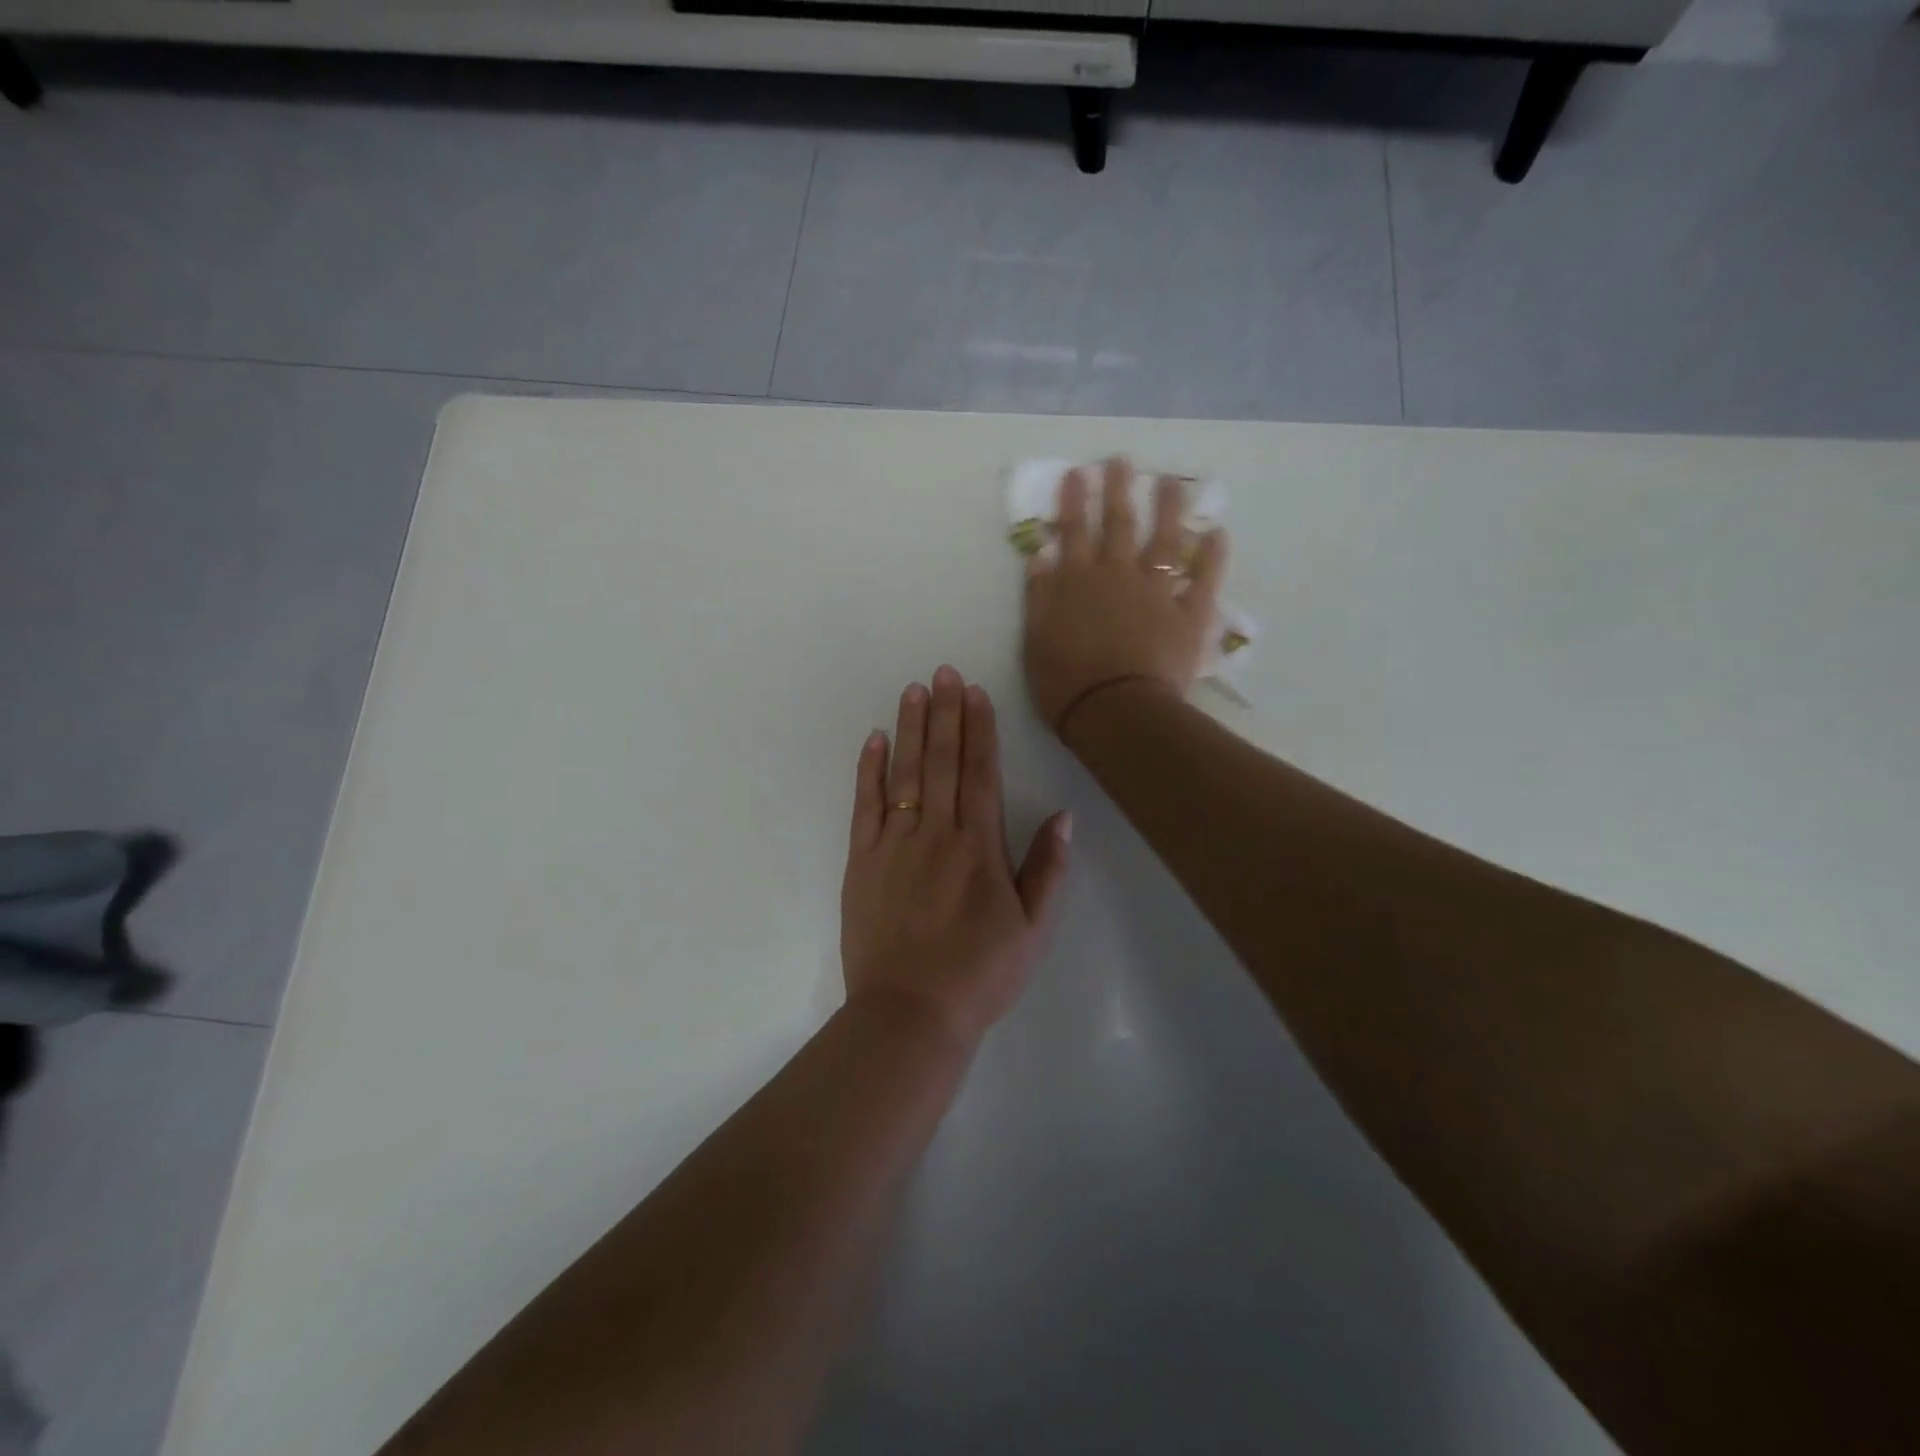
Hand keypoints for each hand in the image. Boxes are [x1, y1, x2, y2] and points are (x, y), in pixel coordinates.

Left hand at [841, 666, 1071, 1048]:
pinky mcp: (862, 860)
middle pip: (942, 760)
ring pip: (905, 773)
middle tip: (943, 672)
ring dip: (910, 728)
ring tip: (913, 690)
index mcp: (979, 846)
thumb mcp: (1033, 929)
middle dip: (945, 713)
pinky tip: (874, 739)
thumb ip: (1048, 869)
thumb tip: (1063, 815)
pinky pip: (866, 804)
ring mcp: (894, 843)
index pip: (980, 772)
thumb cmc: (980, 974)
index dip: (979, 728)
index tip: (974, 692)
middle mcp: (936, 832)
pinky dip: (869, 769)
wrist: (910, 1013)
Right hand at [1022, 457, 1228, 735]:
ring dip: (1169, 508)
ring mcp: (1156, 591)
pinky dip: (1212, 556)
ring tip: (1172, 482)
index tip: (1078, 472)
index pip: (1073, 531)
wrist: (1114, 710)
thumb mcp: (1035, 641)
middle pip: (1119, 523)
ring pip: (1165, 540)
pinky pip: (1203, 579)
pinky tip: (1217, 533)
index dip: (1074, 500)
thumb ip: (1038, 597)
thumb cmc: (1065, 682)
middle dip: (1119, 489)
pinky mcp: (1188, 614)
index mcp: (1076, 582)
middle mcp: (1117, 575)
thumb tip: (1040, 557)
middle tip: (1123, 460)